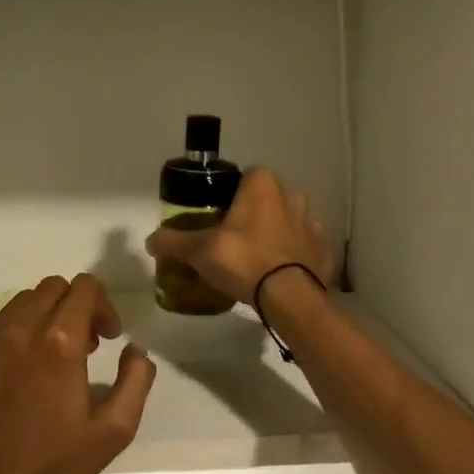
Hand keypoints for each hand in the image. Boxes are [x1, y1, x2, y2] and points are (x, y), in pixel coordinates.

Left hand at [0, 274, 157, 473]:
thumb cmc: (53, 463)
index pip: (85, 287)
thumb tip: (136, 349)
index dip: (105, 306)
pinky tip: (17, 375)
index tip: (108, 338)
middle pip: (52, 287)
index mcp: (58, 342)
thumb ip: (137, 379)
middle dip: (75, 306)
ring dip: (44, 318)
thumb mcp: (114, 430)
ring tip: (51, 358)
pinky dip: (14, 337)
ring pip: (21, 303)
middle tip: (84, 346)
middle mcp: (18, 329)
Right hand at [144, 167, 332, 304]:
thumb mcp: (200, 250)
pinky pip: (304, 245)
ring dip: (276, 231)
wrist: (289, 296)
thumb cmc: (243, 259)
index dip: (229, 194)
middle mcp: (291, 195)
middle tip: (233, 237)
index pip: (244, 176)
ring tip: (255, 256)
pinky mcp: (323, 249)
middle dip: (253, 212)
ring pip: (289, 220)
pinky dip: (294, 254)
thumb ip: (173, 241)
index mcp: (262, 184)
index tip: (217, 215)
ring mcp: (311, 223)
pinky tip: (279, 270)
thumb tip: (150, 240)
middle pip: (267, 198)